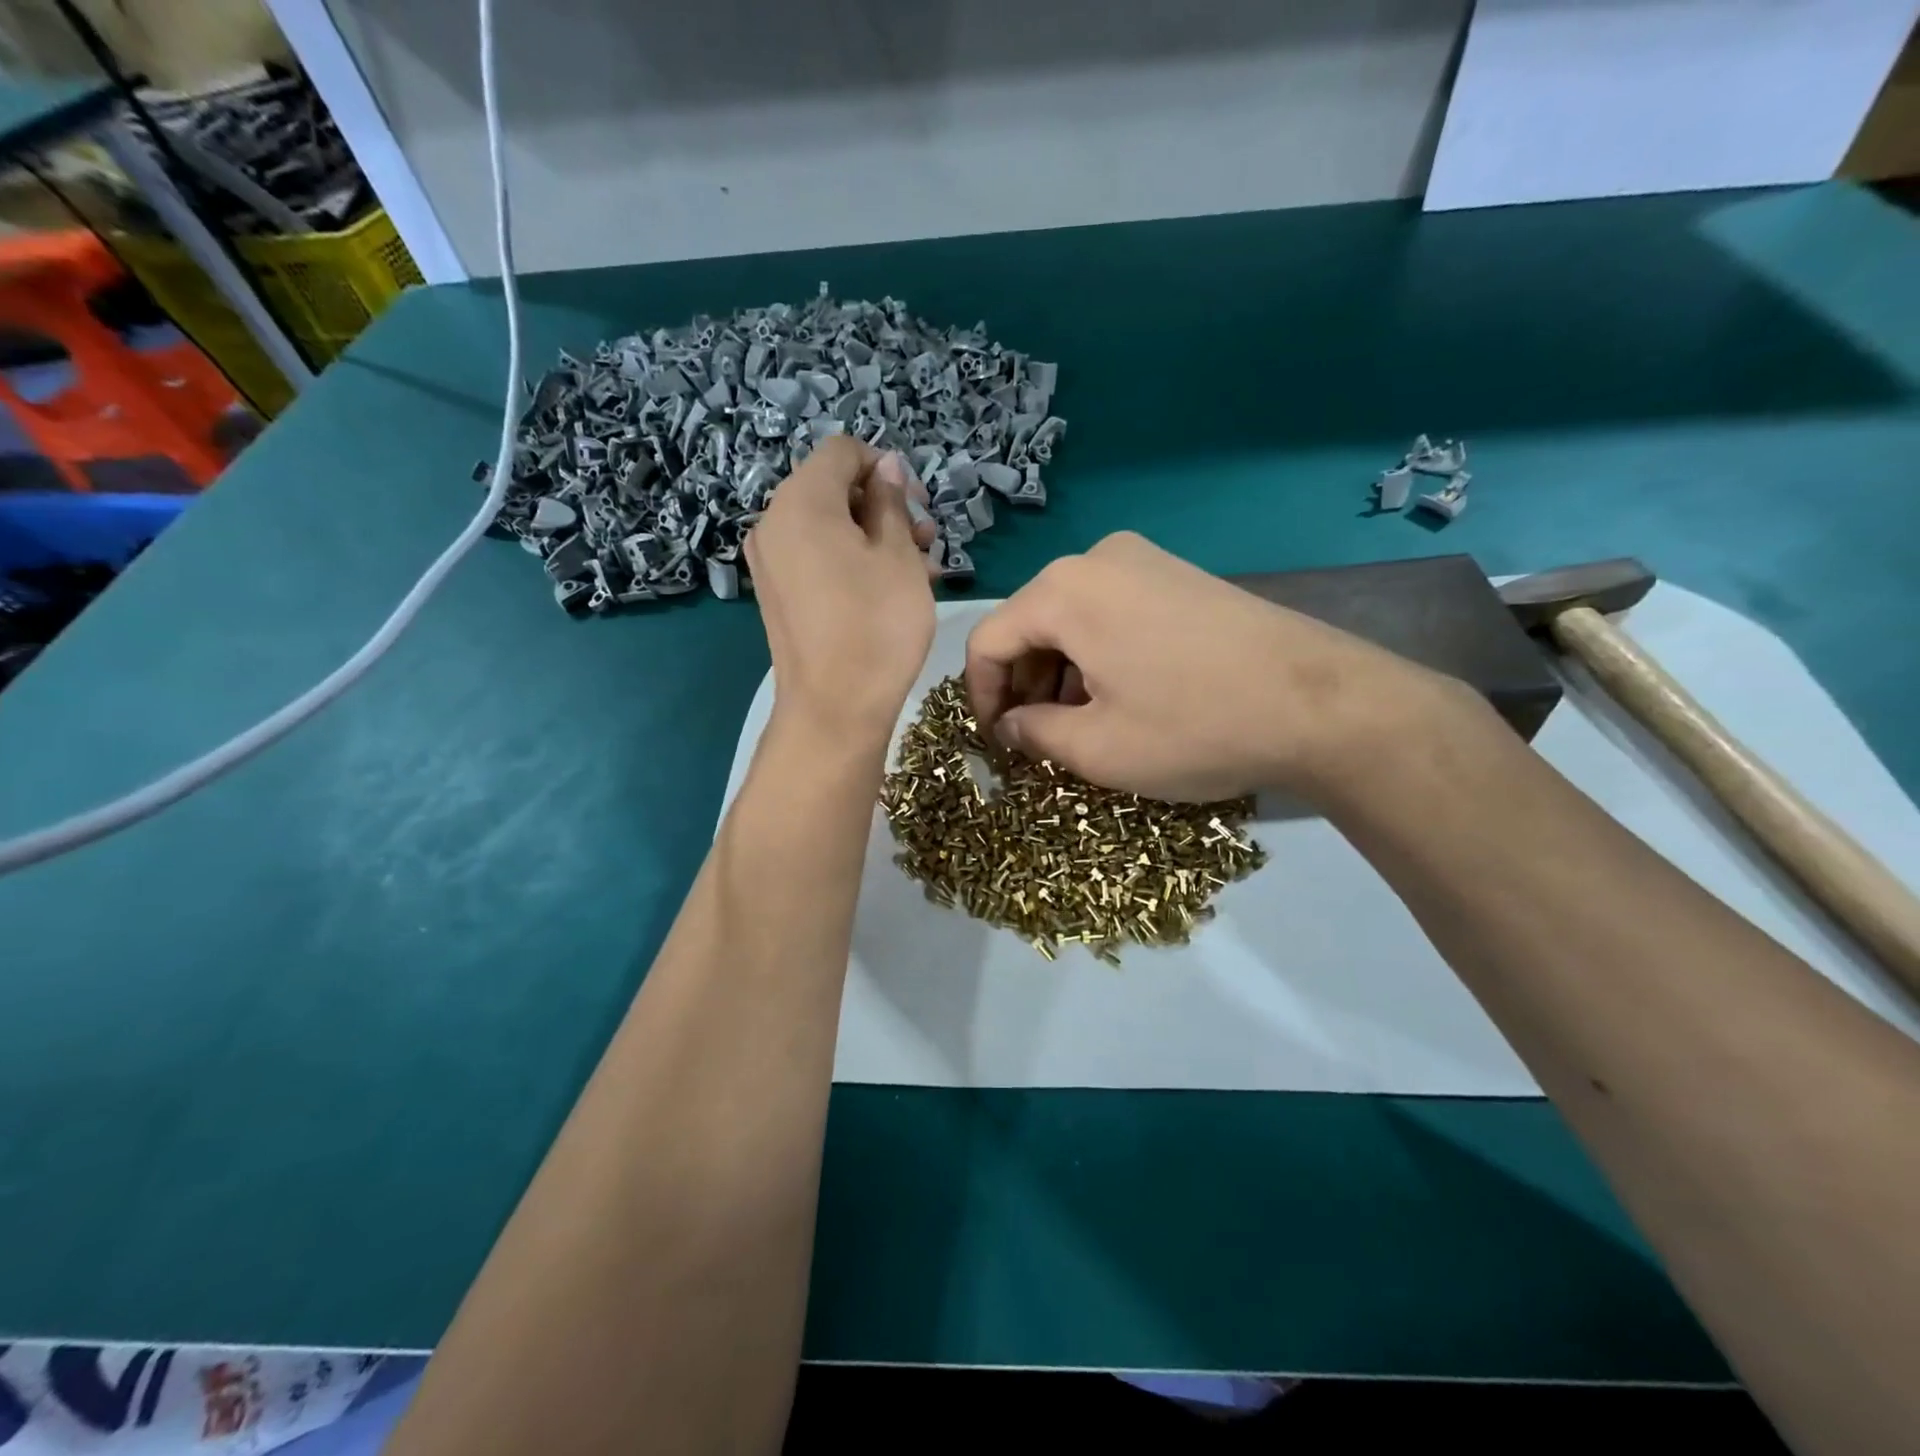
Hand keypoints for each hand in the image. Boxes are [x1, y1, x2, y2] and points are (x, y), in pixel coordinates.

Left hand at [746, 438, 936, 747]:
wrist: (834, 707)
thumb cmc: (876, 625)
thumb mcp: (898, 556)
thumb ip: (891, 502)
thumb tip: (885, 468)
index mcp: (801, 501)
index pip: (842, 451)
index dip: (885, 467)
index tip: (918, 505)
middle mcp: (773, 522)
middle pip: (833, 488)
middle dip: (883, 506)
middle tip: (926, 540)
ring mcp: (769, 561)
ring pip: (827, 526)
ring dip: (873, 535)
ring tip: (918, 568)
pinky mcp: (776, 593)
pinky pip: (814, 557)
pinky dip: (849, 559)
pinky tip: (887, 587)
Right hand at [965, 532, 1457, 801]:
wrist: (1322, 703)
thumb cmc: (1193, 727)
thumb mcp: (1097, 749)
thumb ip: (1033, 734)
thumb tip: (1011, 726)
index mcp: (1064, 591)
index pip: (987, 641)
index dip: (981, 697)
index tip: (997, 744)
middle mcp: (1097, 559)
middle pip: (1030, 624)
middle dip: (1024, 685)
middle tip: (1039, 739)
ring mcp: (1145, 560)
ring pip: (1072, 619)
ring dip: (1062, 673)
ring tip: (1083, 724)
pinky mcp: (1181, 575)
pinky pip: (1112, 612)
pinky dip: (1099, 654)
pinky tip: (1124, 695)